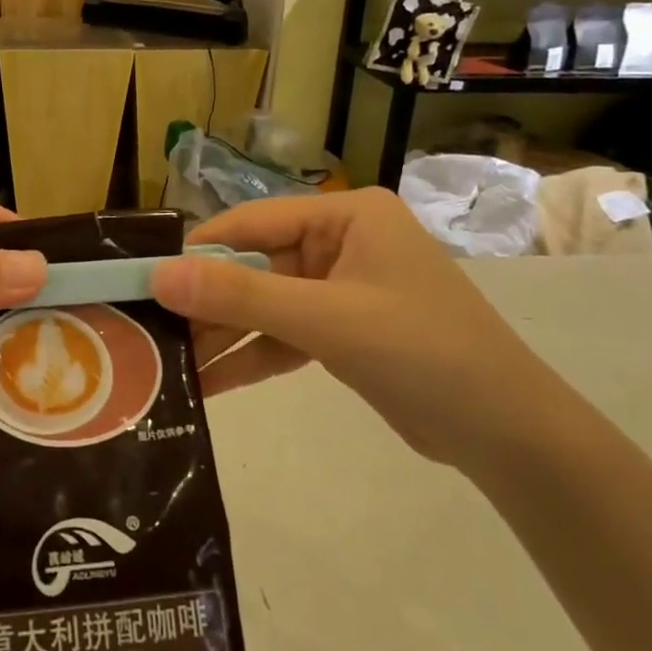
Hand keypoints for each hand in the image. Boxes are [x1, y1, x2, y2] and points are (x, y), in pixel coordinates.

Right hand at [149, 188, 578, 474]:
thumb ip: (240, 295)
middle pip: (255, 266)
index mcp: (346, 215)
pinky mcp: (343, 330)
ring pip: (265, 304)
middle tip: (149, 331)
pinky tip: (209, 384)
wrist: (509, 435)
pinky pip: (284, 335)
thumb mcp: (325, 319)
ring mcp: (342, 287)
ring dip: (224, 335)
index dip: (197, 251)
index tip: (143, 279)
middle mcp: (341, 242)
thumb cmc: (422, 352)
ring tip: (167, 365)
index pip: (252, 223)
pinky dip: (252, 357)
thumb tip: (159, 275)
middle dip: (207, 303)